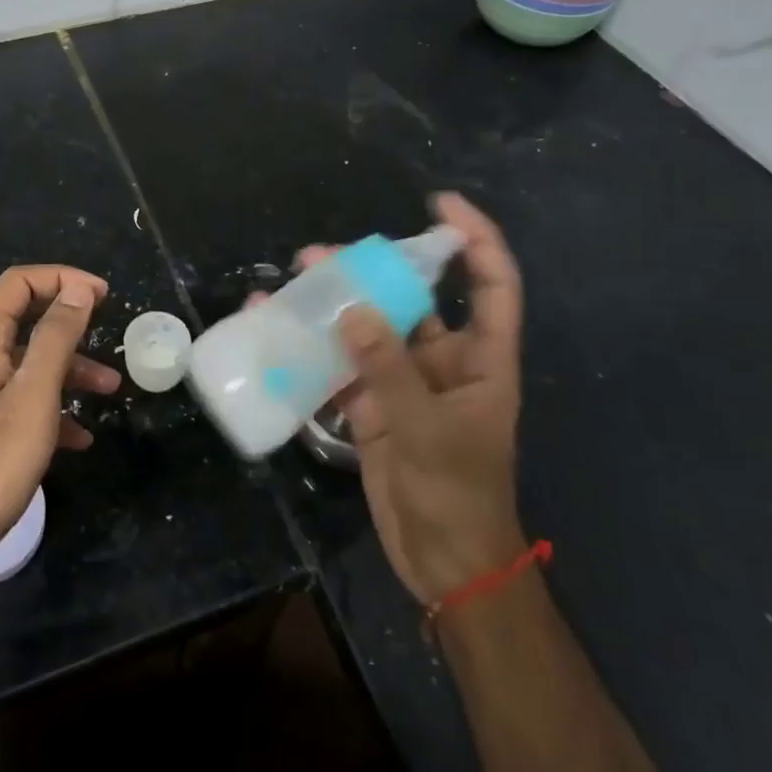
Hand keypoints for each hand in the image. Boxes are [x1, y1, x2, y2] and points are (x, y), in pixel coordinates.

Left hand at [0, 266, 120, 578]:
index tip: (101, 294)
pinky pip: (22, 403)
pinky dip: (54, 410)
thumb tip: (77, 289)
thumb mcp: (34, 395)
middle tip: (107, 327)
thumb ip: (56, 337)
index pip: (18, 284)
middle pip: (24, 321)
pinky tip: (80, 439)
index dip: (61, 278)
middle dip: (70, 323)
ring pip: (28, 366)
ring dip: (70, 370)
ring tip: (111, 391)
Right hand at [290, 194, 526, 603]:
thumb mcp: (427, 431)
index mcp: (481, 361)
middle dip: (372, 271)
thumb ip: (388, 368)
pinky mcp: (372, 405)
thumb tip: (353, 309)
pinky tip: (279, 329)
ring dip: (335, 305)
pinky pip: (342, 365)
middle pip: (413, 299)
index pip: (492, 285)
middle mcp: (444, 361)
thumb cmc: (457, 495)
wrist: (444, 564)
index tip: (440, 206)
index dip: (475, 240)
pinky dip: (313, 348)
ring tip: (293, 282)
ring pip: (371, 328)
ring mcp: (405, 382)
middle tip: (321, 256)